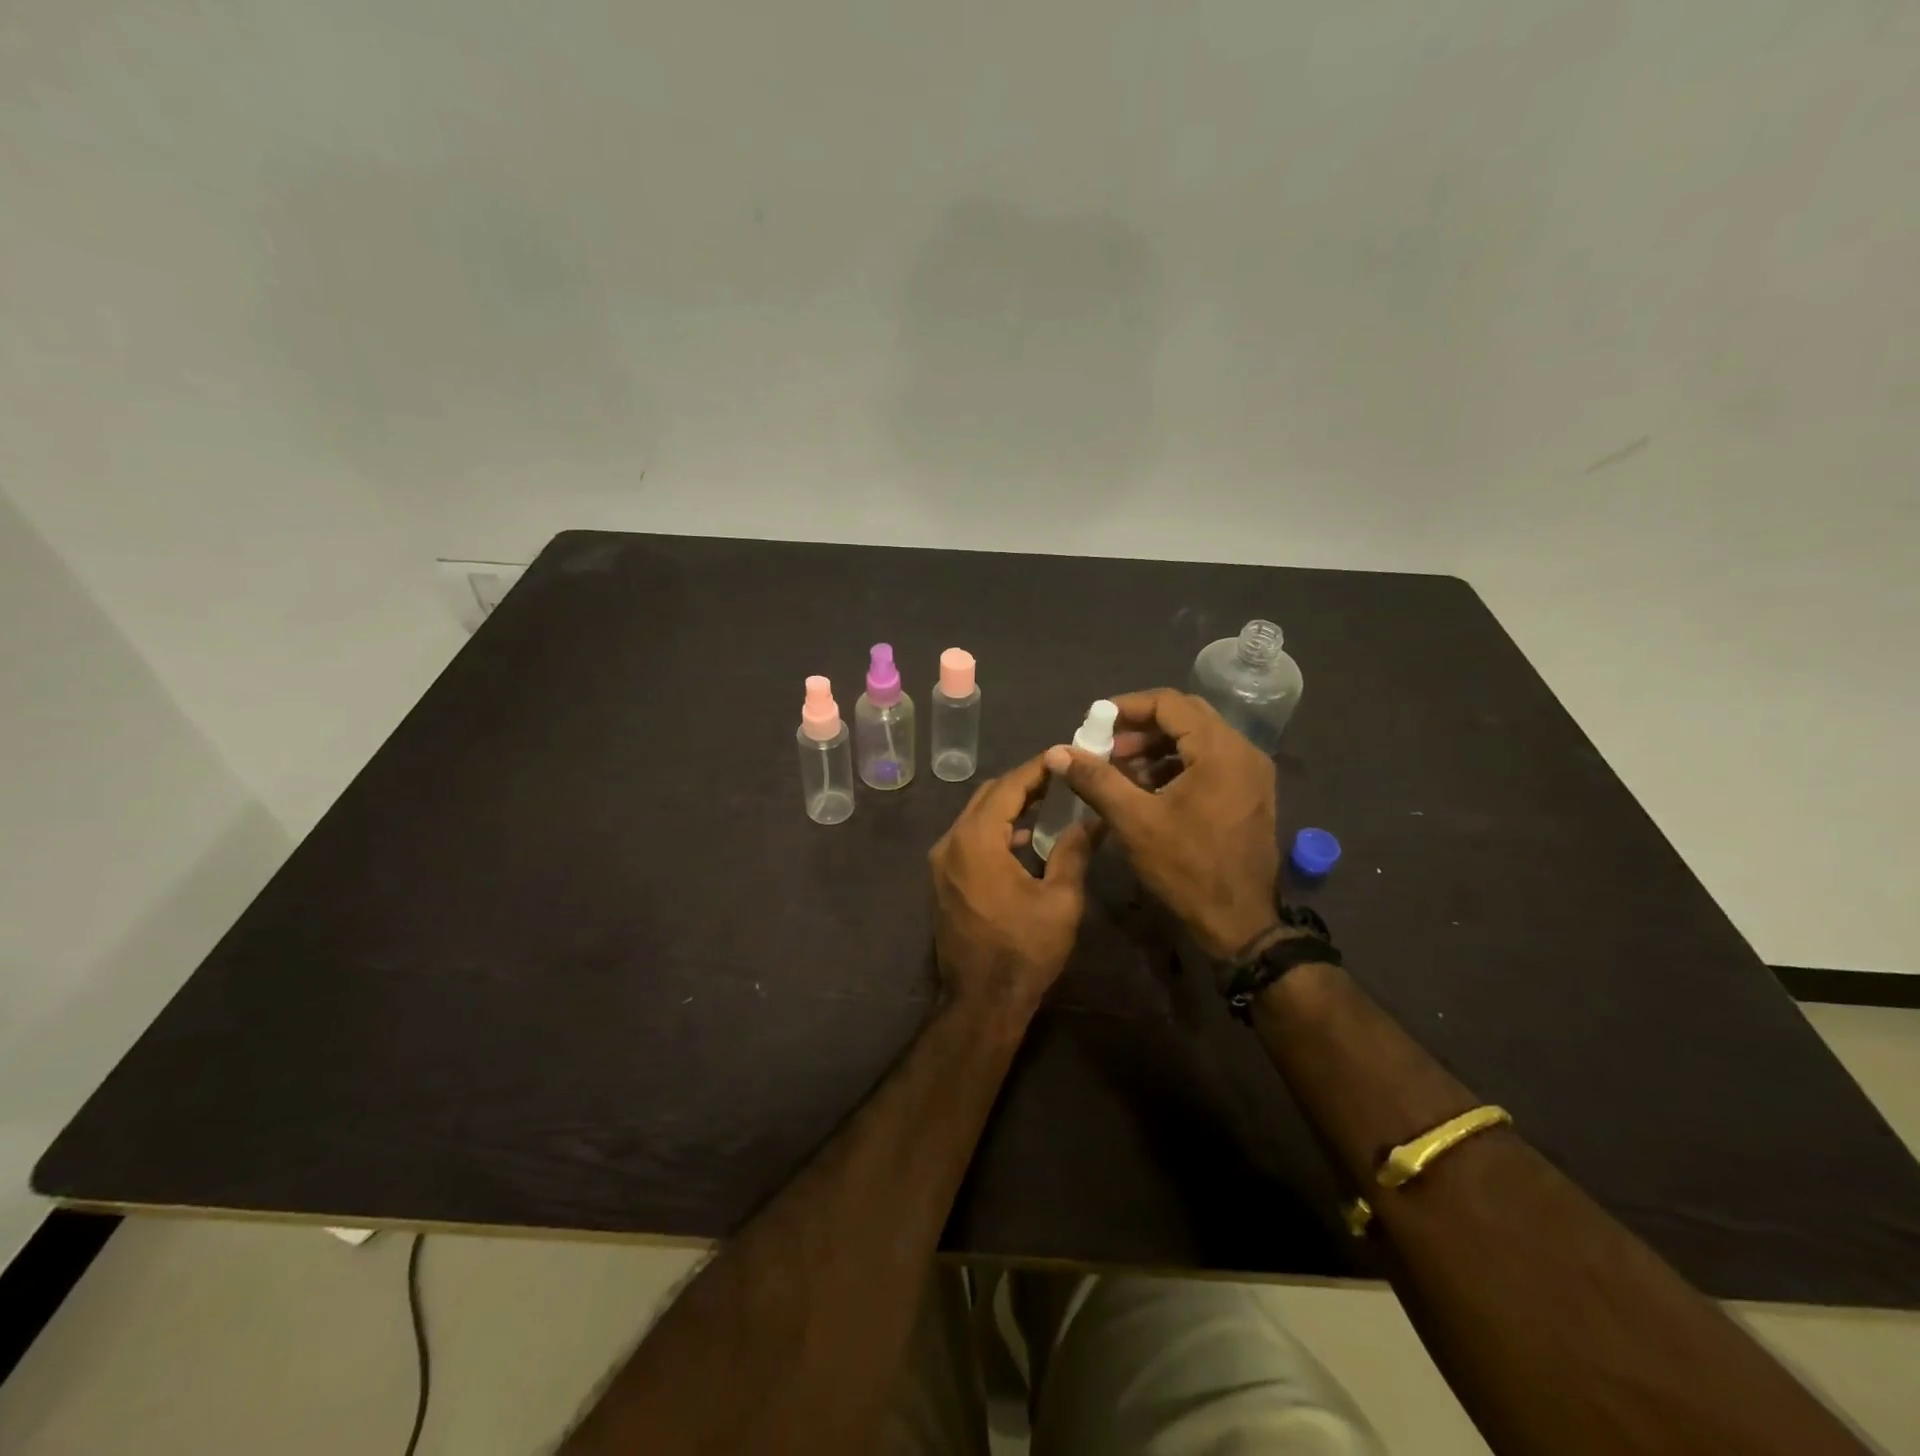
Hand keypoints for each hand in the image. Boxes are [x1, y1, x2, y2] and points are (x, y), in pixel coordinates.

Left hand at [929, 754, 1096, 1027]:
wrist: (981, 1001)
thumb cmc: (1024, 950)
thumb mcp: (1060, 900)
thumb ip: (1074, 851)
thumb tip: (1091, 819)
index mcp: (976, 840)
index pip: (1008, 787)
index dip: (1038, 768)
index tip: (1065, 755)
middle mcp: (950, 842)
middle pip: (987, 796)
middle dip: (1023, 783)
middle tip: (1060, 778)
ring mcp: (941, 862)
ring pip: (976, 816)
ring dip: (1009, 806)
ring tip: (1048, 803)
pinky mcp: (942, 879)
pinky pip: (969, 838)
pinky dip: (995, 829)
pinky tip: (1024, 840)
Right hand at [1044, 688, 1278, 958]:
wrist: (1239, 923)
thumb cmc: (1187, 868)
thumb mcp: (1134, 821)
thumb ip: (1096, 779)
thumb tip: (1057, 752)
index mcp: (1220, 750)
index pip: (1170, 703)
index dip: (1127, 707)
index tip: (1095, 723)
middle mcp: (1243, 752)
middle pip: (1186, 716)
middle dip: (1140, 727)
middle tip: (1106, 746)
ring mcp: (1251, 773)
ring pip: (1198, 739)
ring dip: (1157, 746)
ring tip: (1121, 769)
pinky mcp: (1249, 793)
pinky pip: (1209, 761)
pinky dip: (1176, 764)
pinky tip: (1147, 788)